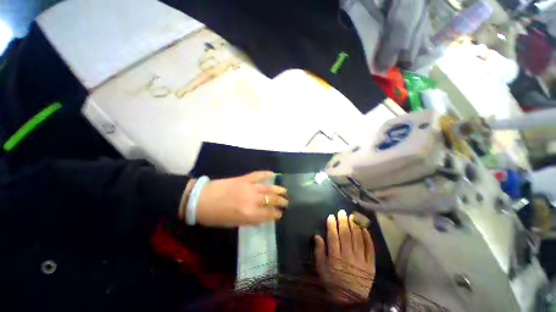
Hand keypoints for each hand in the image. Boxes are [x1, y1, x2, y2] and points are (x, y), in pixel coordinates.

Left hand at [195, 171, 287, 226]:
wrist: (200, 199)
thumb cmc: (215, 216)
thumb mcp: (232, 223)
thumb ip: (248, 220)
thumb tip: (260, 218)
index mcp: (248, 214)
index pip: (267, 215)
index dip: (275, 215)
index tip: (280, 214)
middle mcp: (251, 201)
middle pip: (270, 201)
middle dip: (280, 202)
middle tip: (286, 202)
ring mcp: (248, 188)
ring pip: (267, 188)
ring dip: (277, 189)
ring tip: (284, 191)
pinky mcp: (243, 179)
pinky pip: (257, 175)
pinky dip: (265, 174)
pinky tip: (272, 174)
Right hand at [314, 210, 374, 302]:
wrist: (351, 301)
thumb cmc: (333, 283)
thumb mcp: (321, 270)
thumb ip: (319, 252)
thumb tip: (317, 236)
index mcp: (336, 258)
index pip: (333, 237)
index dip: (332, 225)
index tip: (331, 216)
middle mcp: (349, 257)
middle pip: (346, 235)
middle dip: (343, 221)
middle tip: (342, 212)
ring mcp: (361, 260)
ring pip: (358, 239)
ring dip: (355, 226)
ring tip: (352, 216)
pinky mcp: (371, 265)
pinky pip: (370, 249)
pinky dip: (368, 238)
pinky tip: (365, 229)